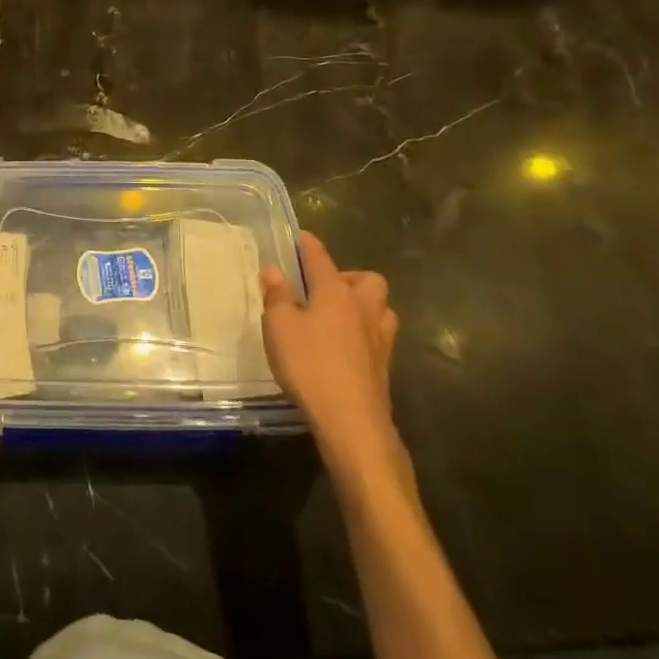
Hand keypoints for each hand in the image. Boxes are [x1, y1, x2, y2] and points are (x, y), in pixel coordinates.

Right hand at [260, 231, 405, 481]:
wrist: (352, 422)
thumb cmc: (310, 364)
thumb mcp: (279, 326)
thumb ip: (277, 295)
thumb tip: (274, 270)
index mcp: (336, 292)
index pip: (321, 258)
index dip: (309, 245)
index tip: (302, 236)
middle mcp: (364, 309)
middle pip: (368, 280)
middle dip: (349, 277)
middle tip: (325, 287)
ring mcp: (379, 339)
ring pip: (381, 309)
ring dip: (364, 306)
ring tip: (339, 316)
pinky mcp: (384, 367)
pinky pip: (378, 337)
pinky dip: (364, 334)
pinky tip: (345, 347)